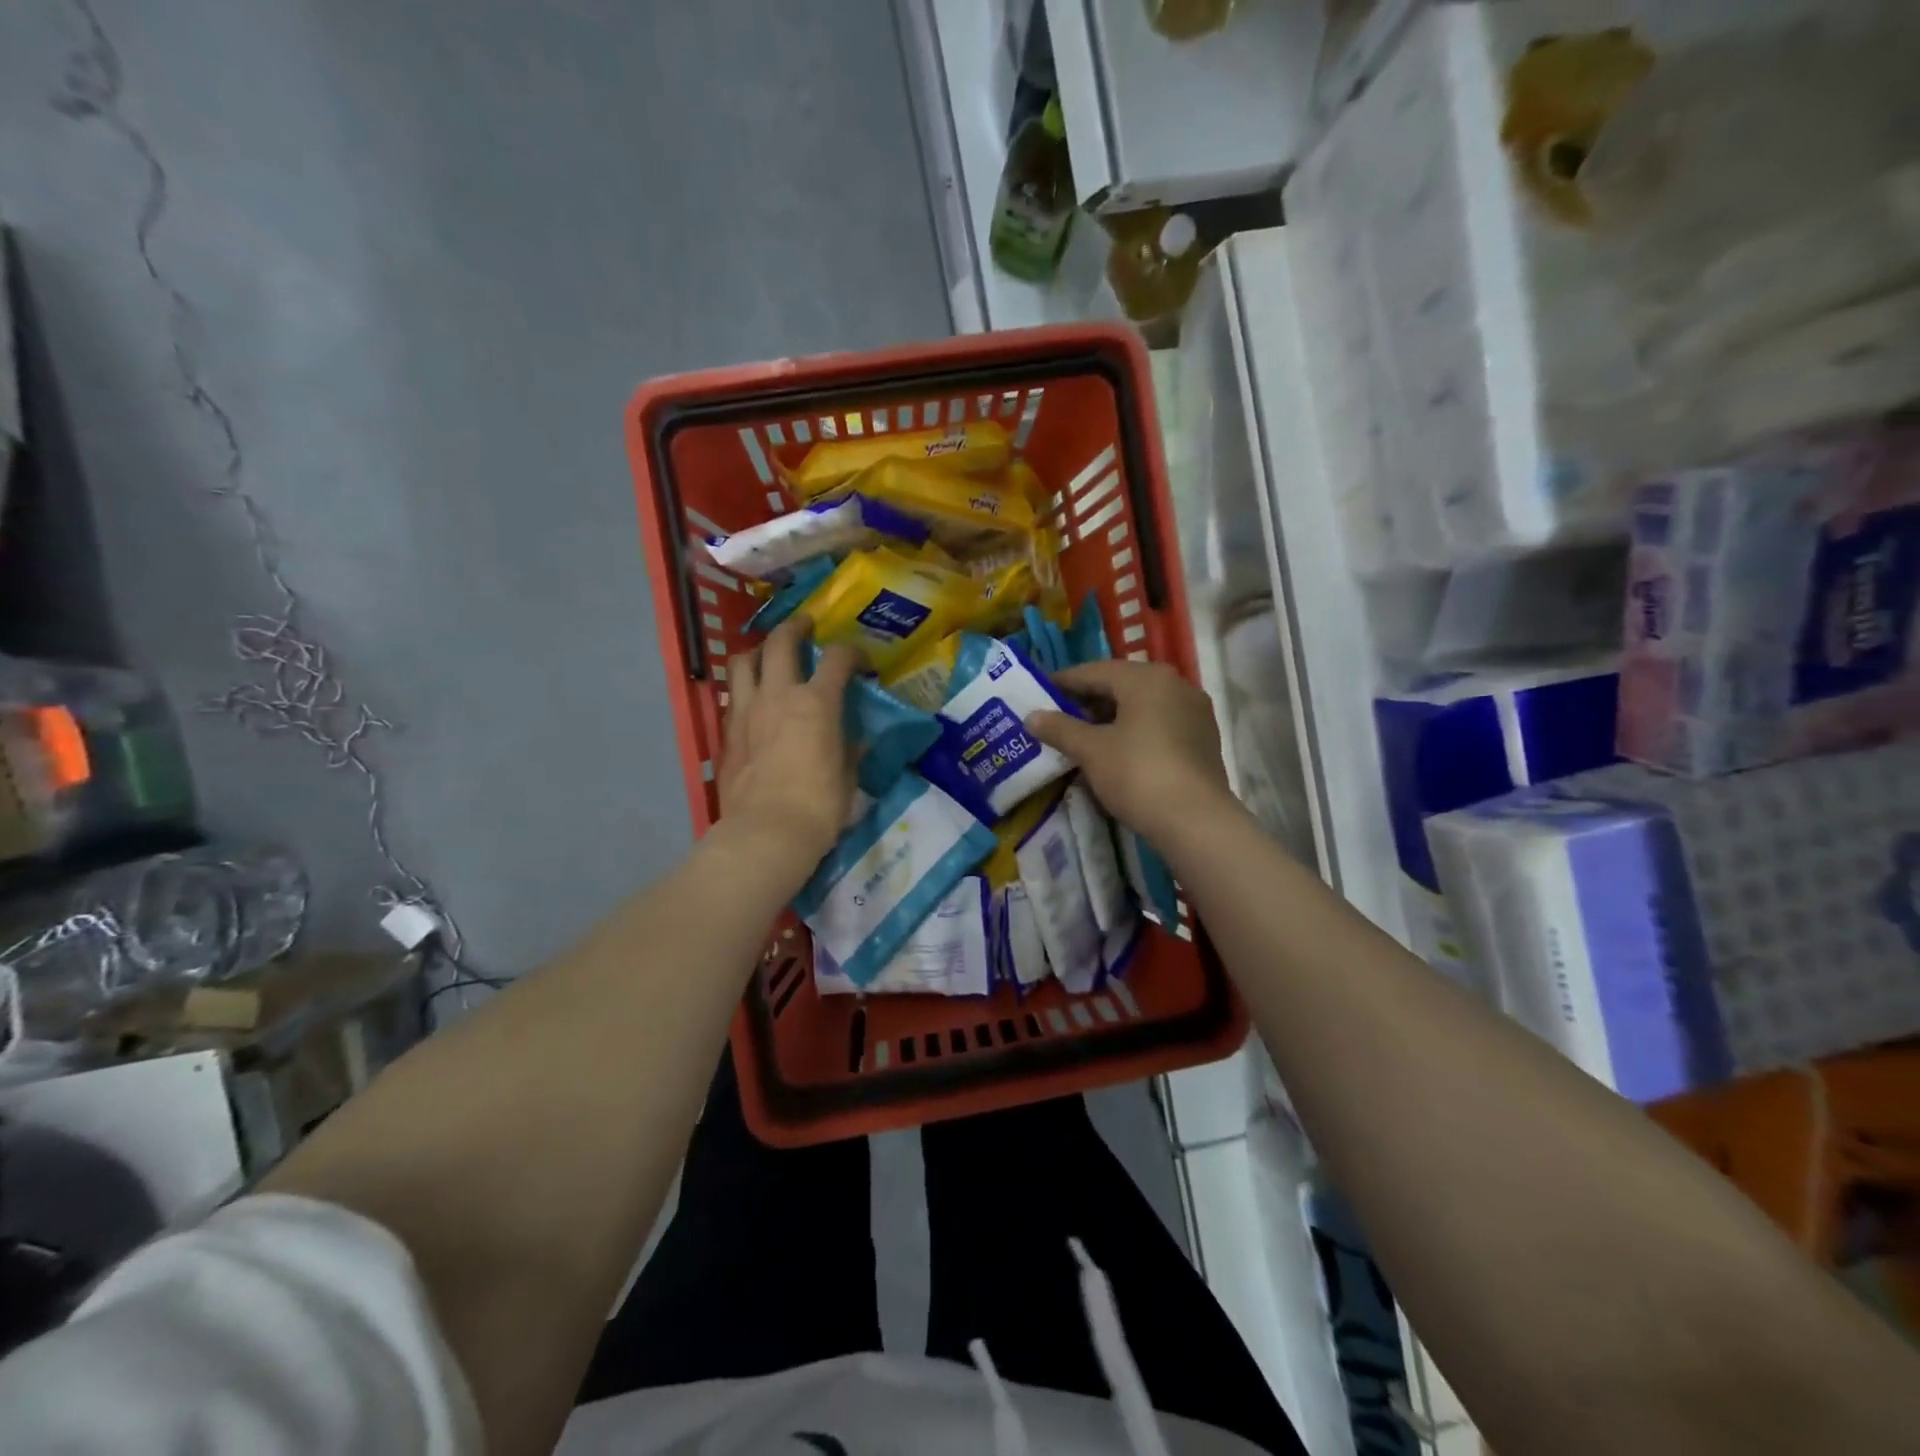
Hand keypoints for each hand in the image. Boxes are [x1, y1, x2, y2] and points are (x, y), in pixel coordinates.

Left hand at [716, 616, 858, 867]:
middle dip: (796, 627)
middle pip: (781, 642)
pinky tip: (754, 700)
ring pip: (744, 661)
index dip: (853, 653)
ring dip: (758, 651)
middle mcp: (779, 695)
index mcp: (817, 702)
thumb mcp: (848, 775)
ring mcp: (747, 711)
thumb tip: (855, 738)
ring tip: (768, 656)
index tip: (861, 663)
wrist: (766, 832)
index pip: (838, 658)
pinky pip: (733, 696)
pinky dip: (745, 689)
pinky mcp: (727, 734)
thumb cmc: (819, 806)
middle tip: (805, 627)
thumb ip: (850, 748)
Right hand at [1027, 659, 1234, 843]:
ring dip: (1111, 718)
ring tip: (1084, 738)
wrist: (1196, 821)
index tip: (1039, 693)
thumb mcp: (1091, 750)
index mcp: (1146, 678)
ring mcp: (1194, 712)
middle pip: (1121, 686)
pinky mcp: (1203, 739)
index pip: (1095, 671)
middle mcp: (1175, 685)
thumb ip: (1060, 729)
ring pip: (1142, 707)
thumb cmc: (1137, 774)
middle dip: (1088, 701)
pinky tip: (1117, 752)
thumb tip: (1031, 716)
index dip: (1063, 682)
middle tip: (1058, 718)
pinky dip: (1135, 732)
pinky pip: (1159, 725)